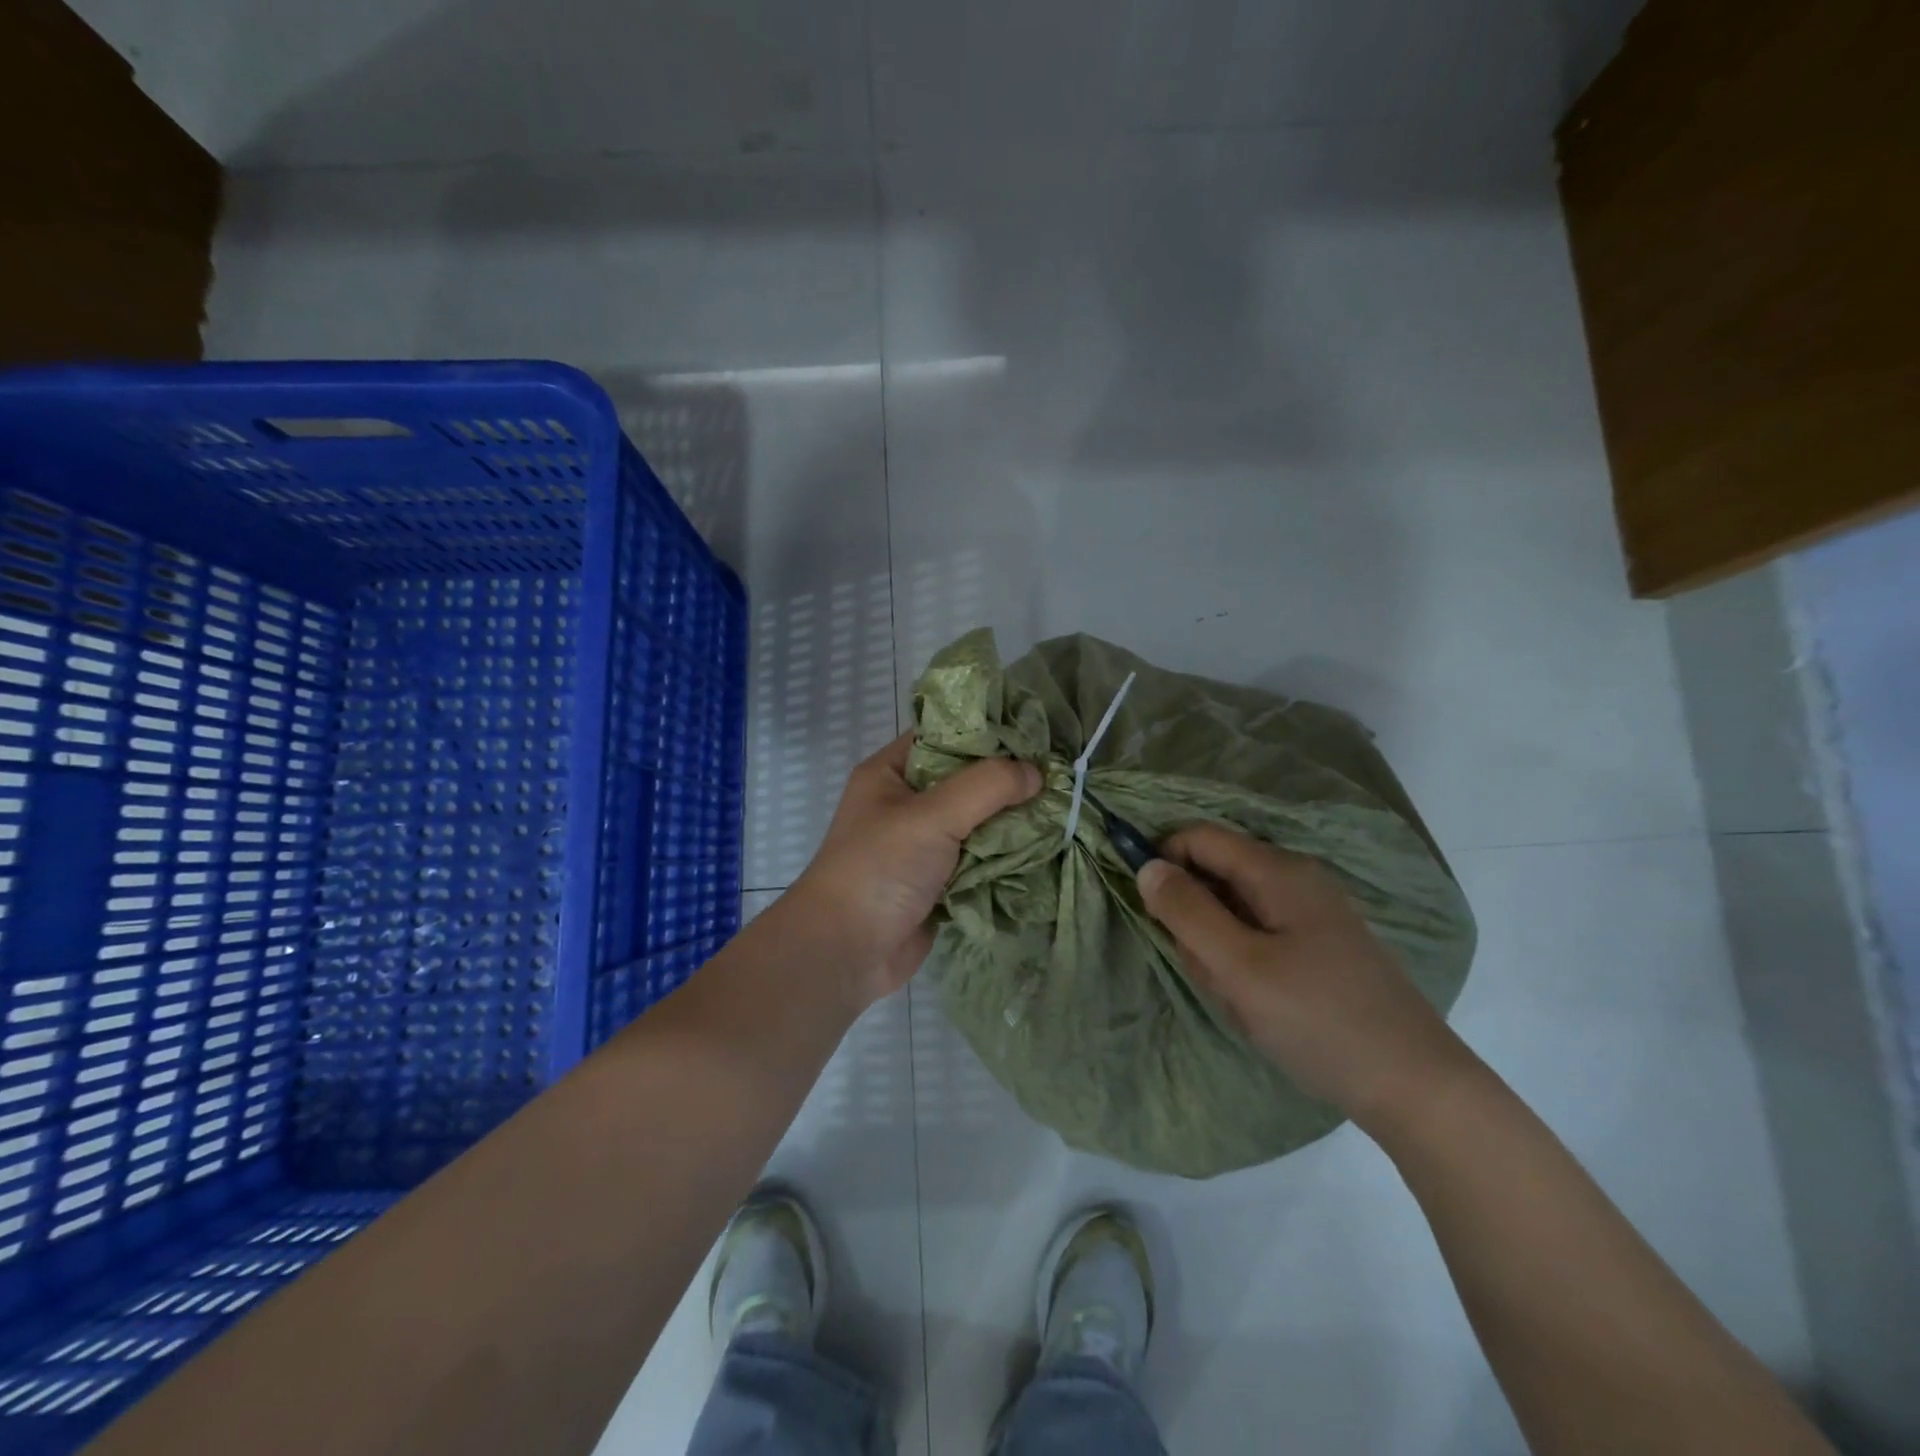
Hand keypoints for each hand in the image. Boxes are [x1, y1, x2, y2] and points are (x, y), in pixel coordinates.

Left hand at [793, 732, 1041, 1008]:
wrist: (846, 952)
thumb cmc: (880, 868)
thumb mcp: (931, 815)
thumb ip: (987, 786)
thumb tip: (1035, 772)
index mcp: (891, 772)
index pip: (945, 735)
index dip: (988, 732)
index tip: (1038, 732)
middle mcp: (906, 803)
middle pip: (967, 780)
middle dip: (1009, 781)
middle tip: (1061, 773)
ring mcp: (923, 844)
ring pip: (978, 822)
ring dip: (1013, 822)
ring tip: (1064, 808)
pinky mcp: (939, 881)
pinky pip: (981, 859)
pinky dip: (1007, 857)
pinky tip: (1047, 847)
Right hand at [1137, 823, 1474, 1129]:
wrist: (1415, 1087)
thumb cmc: (1318, 1020)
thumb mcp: (1238, 967)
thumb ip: (1187, 912)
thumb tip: (1147, 866)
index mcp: (1277, 871)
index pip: (1199, 837)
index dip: (1164, 860)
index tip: (1149, 909)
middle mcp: (1296, 879)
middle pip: (1215, 875)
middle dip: (1194, 919)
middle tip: (1206, 971)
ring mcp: (1312, 913)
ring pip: (1234, 911)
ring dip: (1217, 949)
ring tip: (1238, 997)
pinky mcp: (1320, 945)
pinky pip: (1259, 936)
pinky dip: (1243, 963)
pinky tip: (1258, 1004)